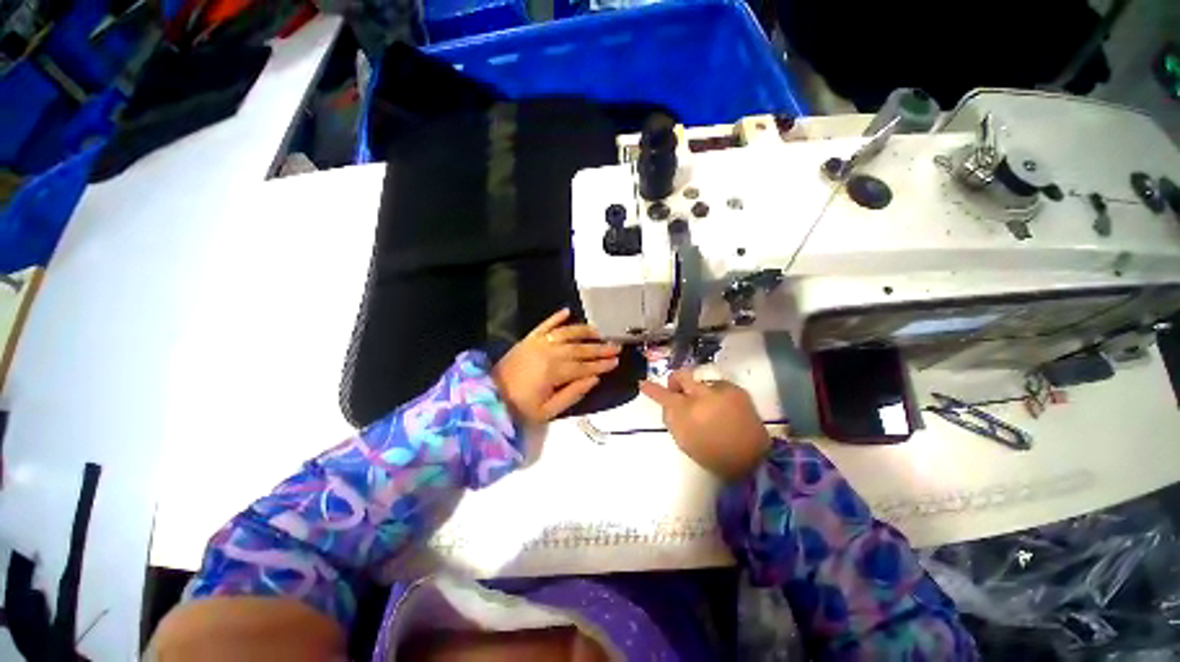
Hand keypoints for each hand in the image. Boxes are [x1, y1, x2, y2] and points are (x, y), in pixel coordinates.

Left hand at [492, 308, 620, 423]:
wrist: (489, 396)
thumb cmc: (520, 408)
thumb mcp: (548, 411)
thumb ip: (573, 394)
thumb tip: (594, 379)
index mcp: (554, 372)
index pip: (584, 366)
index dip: (601, 364)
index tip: (616, 361)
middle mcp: (548, 352)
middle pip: (579, 349)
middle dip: (599, 348)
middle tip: (615, 347)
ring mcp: (537, 343)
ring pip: (566, 333)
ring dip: (583, 331)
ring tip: (598, 332)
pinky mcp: (528, 339)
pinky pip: (544, 325)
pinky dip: (556, 317)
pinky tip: (567, 311)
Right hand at [640, 370, 771, 481]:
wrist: (751, 460)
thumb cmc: (712, 454)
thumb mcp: (684, 440)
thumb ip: (672, 418)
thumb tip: (668, 403)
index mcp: (687, 412)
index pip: (663, 395)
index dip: (651, 389)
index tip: (642, 383)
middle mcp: (702, 395)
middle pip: (682, 375)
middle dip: (676, 381)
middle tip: (678, 392)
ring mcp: (721, 390)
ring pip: (700, 382)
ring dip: (699, 392)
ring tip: (710, 410)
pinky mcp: (737, 389)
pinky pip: (718, 386)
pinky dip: (716, 395)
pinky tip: (724, 410)